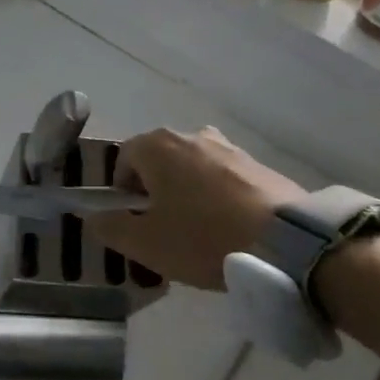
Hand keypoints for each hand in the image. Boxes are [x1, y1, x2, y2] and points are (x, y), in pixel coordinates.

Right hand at [87, 126, 305, 290]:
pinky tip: (227, 227)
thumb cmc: (203, 238)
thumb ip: (111, 228)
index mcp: (159, 146)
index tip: (133, 220)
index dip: (122, 190)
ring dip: (187, 192)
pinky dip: (217, 196)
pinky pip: (223, 177)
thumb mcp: (146, 243)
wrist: (285, 242)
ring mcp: (229, 146)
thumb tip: (94, 217)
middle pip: (160, 159)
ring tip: (198, 230)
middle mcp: (192, 135)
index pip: (124, 157)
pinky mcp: (257, 164)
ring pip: (193, 168)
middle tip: (163, 228)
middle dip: (155, 189)